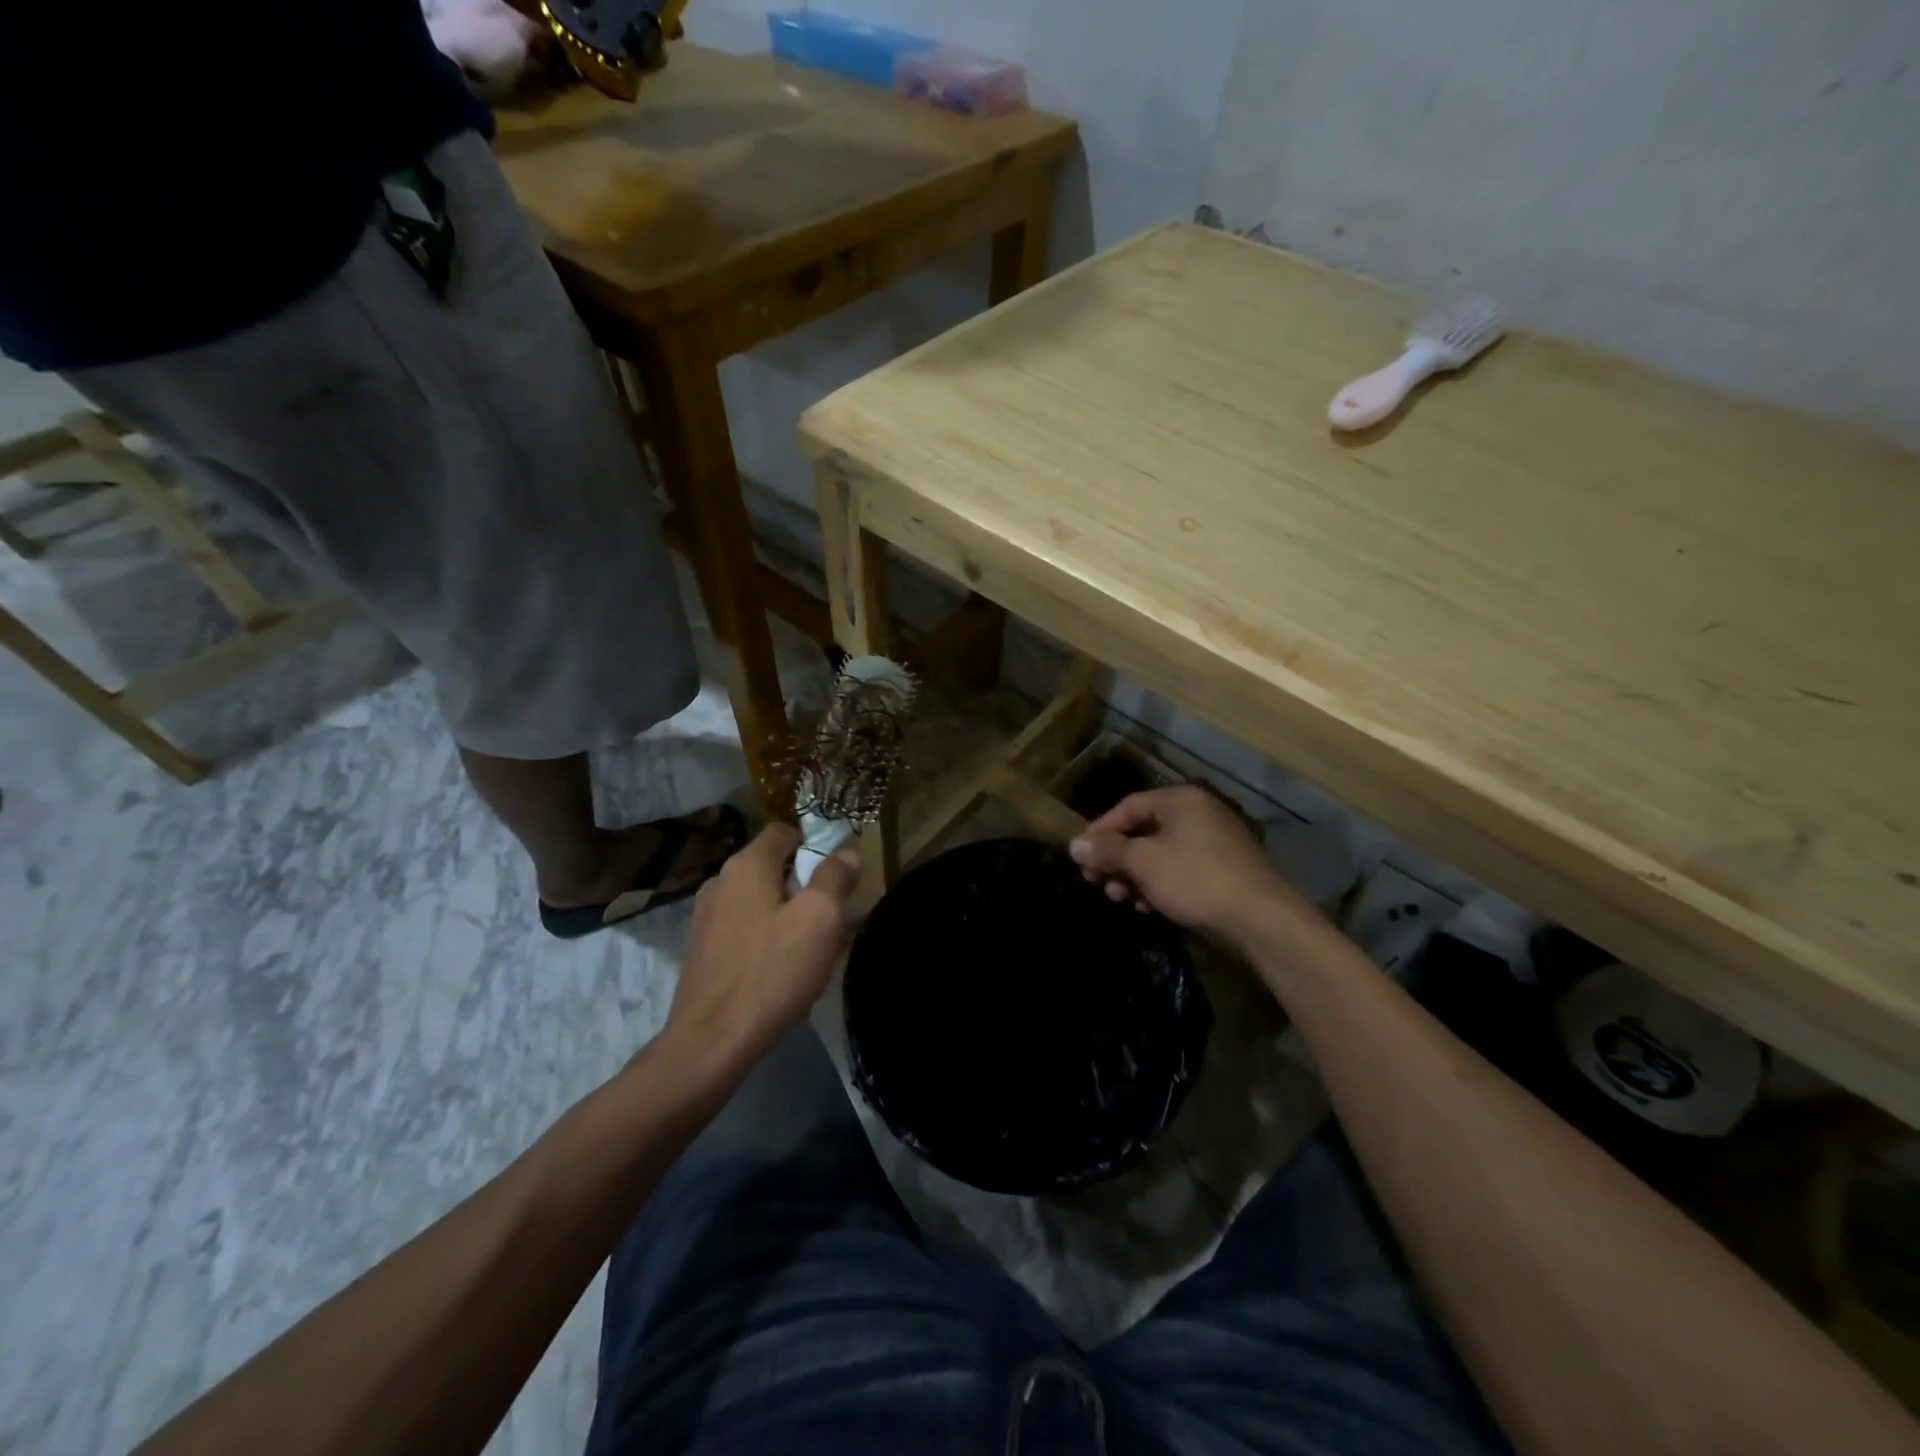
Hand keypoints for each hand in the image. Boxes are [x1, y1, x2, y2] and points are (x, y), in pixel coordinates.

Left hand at [663, 823, 859, 1062]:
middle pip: (776, 870)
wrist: (712, 1042)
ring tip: (817, 956)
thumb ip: (835, 877)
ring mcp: (707, 919)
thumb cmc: (772, 971)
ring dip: (794, 921)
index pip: (785, 832)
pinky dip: (772, 943)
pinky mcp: (705, 952)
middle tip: (836, 923)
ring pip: (764, 905)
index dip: (816, 846)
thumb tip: (846, 853)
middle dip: (810, 890)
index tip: (839, 878)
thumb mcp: (820, 919)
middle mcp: (721, 883)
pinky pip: (749, 933)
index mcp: (746, 866)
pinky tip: (787, 977)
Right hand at [1070, 785, 1311, 947]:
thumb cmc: (1195, 879)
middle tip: (1097, 882)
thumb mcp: (1143, 862)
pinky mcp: (1224, 870)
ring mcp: (1215, 842)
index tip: (1081, 856)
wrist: (1260, 919)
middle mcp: (1199, 813)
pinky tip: (1148, 907)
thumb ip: (1107, 850)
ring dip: (1135, 875)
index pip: (1128, 806)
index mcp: (1181, 800)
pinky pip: (1181, 870)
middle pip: (1144, 831)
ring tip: (1120, 898)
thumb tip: (1074, 845)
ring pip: (1161, 854)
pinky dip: (1160, 884)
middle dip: (1117, 858)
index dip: (1100, 830)